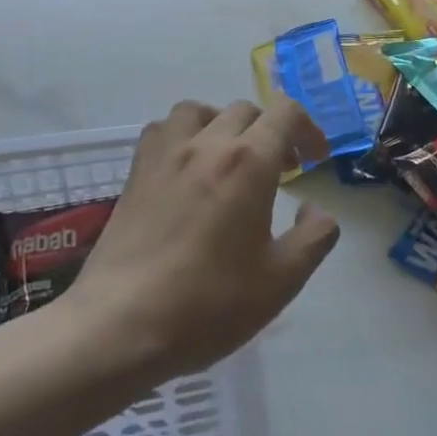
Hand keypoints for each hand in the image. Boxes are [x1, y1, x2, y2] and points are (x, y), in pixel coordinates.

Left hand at [67, 98, 338, 384]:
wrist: (121, 325)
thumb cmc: (209, 303)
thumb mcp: (281, 280)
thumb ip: (313, 237)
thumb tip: (315, 210)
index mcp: (249, 162)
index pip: (286, 113)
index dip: (308, 129)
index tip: (315, 160)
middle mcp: (207, 144)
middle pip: (246, 111)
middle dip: (272, 132)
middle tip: (281, 171)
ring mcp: (165, 154)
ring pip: (200, 111)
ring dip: (224, 124)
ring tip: (231, 159)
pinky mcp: (135, 173)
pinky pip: (162, 130)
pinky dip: (183, 135)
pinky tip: (187, 169)